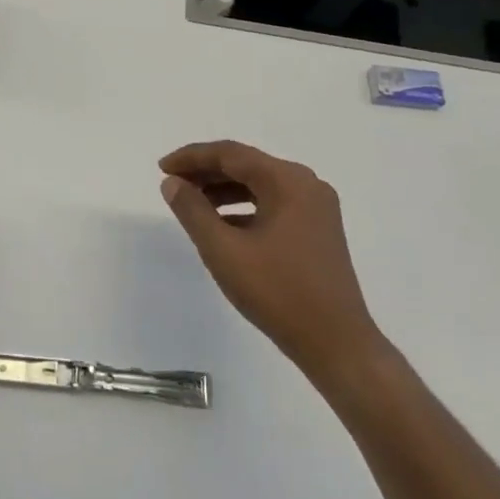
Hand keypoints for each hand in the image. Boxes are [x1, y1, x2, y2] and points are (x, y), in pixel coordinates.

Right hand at [159, 140, 384, 384]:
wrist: (337, 344)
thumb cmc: (277, 292)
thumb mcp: (223, 249)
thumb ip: (192, 210)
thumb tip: (172, 183)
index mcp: (288, 181)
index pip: (230, 154)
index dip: (192, 157)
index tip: (161, 168)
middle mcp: (306, 185)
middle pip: (246, 165)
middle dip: (206, 172)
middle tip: (172, 183)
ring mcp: (316, 208)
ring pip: (259, 185)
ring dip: (223, 189)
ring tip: (191, 202)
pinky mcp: (318, 230)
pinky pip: (273, 204)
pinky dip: (243, 207)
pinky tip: (221, 225)